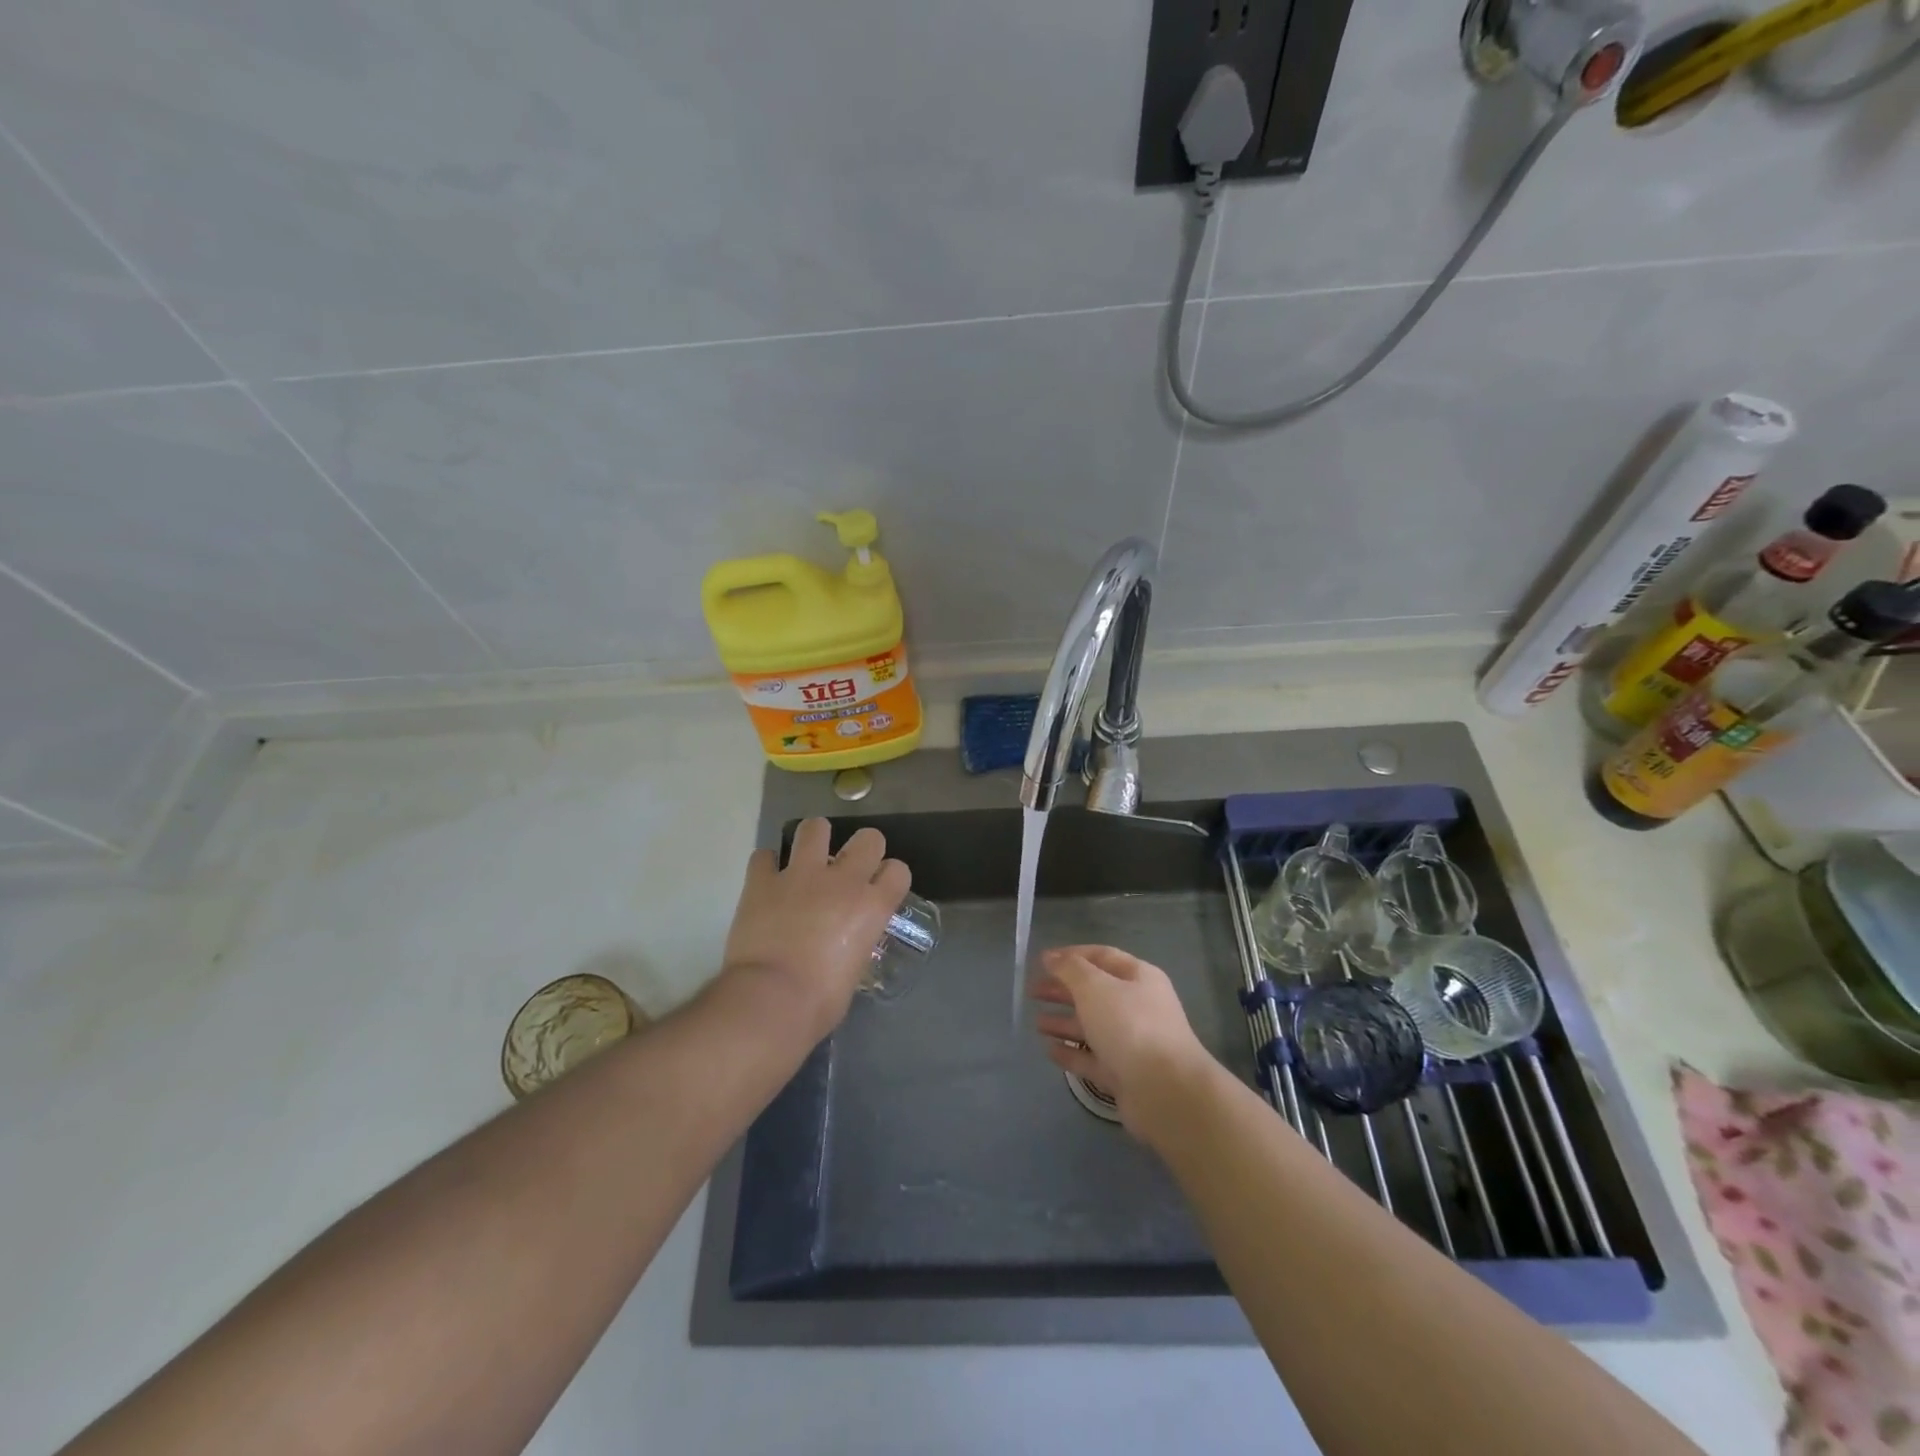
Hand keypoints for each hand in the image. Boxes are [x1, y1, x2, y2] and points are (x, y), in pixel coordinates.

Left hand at [721, 818, 910, 1041]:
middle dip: (862, 848)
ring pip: (815, 828)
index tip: (880, 889)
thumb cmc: (820, 1002)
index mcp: (872, 906)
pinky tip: (767, 881)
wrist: (771, 999)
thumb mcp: (855, 970)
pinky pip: (764, 856)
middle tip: (848, 869)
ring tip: (807, 860)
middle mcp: (842, 880)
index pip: (898, 870)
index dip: (890, 877)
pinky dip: (767, 866)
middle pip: (868, 837)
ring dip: (814, 841)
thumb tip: (845, 944)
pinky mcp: (762, 880)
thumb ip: (856, 944)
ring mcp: (800, 875)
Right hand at [1029, 944, 1215, 1140]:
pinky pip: (1092, 1058)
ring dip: (1064, 1022)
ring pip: (1092, 1026)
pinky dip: (1071, 1053)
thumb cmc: (1130, 1026)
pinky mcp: (1124, 1075)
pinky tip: (1049, 1050)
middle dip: (1063, 990)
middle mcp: (1137, 1006)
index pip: (1101, 956)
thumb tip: (1052, 957)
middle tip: (1032, 991)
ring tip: (1036, 1023)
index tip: (1041, 961)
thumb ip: (1070, 969)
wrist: (1165, 1091)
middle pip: (1095, 992)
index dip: (1071, 955)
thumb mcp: (1095, 987)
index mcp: (1138, 977)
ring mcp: (1132, 1043)